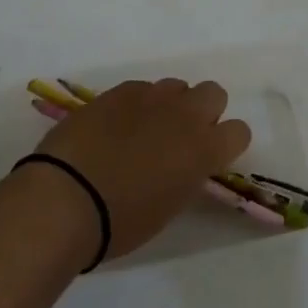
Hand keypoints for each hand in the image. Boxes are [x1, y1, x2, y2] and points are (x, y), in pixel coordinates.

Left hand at [36, 79, 250, 258]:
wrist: (66, 197)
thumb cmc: (120, 221)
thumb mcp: (169, 207)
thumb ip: (186, 176)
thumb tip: (182, 164)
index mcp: (204, 150)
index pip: (240, 131)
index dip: (226, 144)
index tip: (207, 159)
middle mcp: (185, 115)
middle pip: (214, 94)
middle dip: (204, 112)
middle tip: (180, 138)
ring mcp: (151, 97)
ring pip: (177, 86)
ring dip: (170, 105)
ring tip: (145, 130)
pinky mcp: (119, 91)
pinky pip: (142, 88)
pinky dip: (137, 104)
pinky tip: (116, 126)